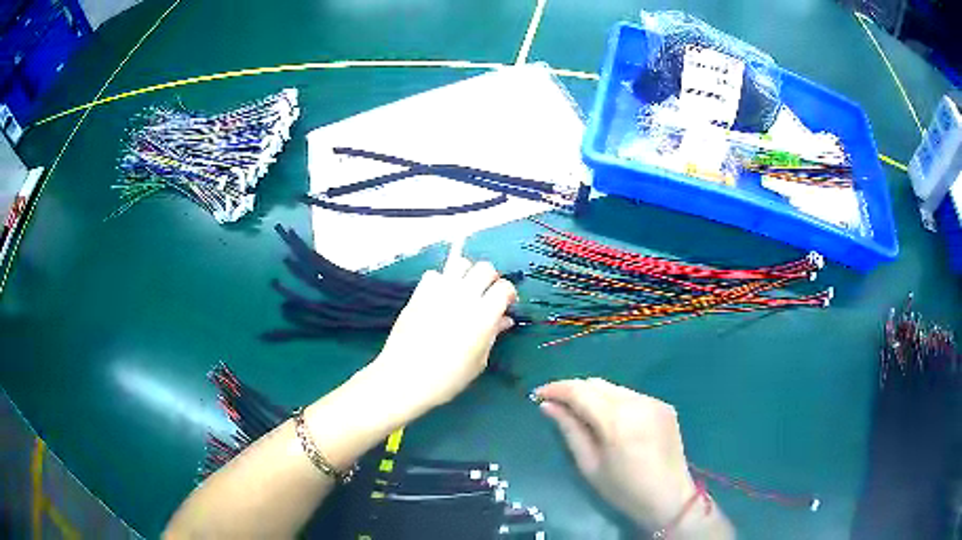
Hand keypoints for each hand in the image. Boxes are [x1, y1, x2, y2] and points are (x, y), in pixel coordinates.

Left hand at [370, 256, 517, 418]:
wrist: (405, 378)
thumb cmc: (447, 378)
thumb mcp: (478, 362)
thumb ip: (492, 335)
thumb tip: (504, 320)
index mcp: (483, 316)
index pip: (504, 288)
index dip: (508, 294)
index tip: (505, 304)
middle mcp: (463, 297)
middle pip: (485, 268)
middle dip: (490, 279)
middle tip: (486, 295)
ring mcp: (439, 292)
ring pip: (460, 263)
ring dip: (466, 274)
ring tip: (463, 290)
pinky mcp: (419, 293)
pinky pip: (434, 274)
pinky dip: (441, 281)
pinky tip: (440, 297)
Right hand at [534, 379, 698, 532]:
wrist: (669, 498)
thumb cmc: (623, 489)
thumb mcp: (589, 465)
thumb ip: (570, 430)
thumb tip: (548, 406)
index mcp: (616, 419)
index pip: (579, 391)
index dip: (556, 389)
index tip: (538, 394)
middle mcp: (637, 402)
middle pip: (596, 383)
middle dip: (573, 390)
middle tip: (556, 404)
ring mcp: (653, 401)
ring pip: (614, 388)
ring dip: (593, 395)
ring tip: (581, 412)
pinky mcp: (664, 406)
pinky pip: (631, 396)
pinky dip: (614, 401)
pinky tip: (611, 420)